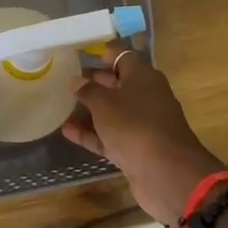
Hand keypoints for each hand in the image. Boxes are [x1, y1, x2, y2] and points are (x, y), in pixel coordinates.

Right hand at [61, 52, 225, 224]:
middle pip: (118, 84)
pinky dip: (91, 134)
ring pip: (113, 112)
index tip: (81, 54)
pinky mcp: (136, 149)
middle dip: (94, 82)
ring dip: (90, 110)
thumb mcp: (105, 104)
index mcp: (144, 78)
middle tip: (67, 80)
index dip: (104, 54)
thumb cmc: (134, 126)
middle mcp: (146, 97)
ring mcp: (142, 125)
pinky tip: (67, 131)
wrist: (166, 174)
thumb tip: (76, 80)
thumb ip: (88, 91)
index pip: (123, 56)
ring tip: (62, 106)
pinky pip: (110, 136)